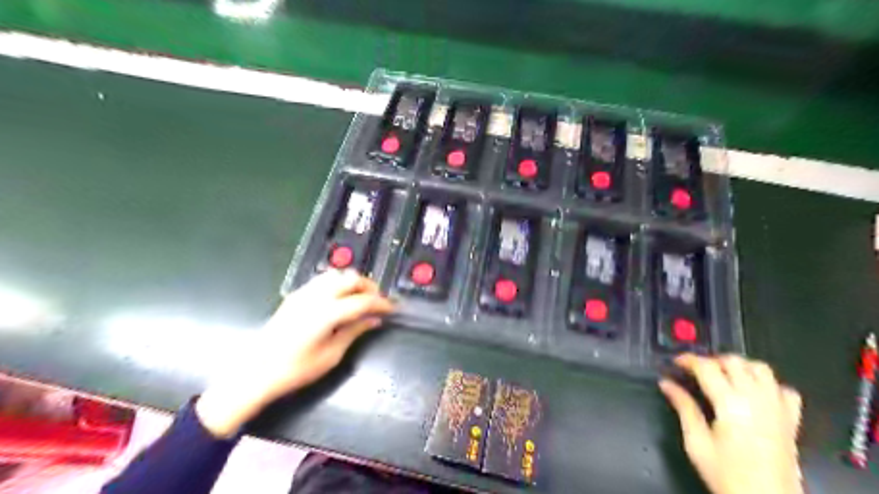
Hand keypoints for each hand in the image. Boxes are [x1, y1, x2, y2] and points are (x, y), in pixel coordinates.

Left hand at [199, 272, 395, 437]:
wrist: (255, 372)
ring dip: (353, 282)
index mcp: (327, 313)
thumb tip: (375, 320)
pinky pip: (323, 279)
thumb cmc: (295, 370)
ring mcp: (304, 293)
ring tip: (361, 298)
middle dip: (370, 287)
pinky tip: (341, 298)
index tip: (393, 308)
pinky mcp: (296, 295)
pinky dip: (338, 283)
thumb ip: (354, 332)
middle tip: (378, 302)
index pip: (363, 300)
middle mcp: (316, 296)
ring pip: (337, 274)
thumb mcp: (331, 355)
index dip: (382, 303)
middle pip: (351, 279)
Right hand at [660, 354, 801, 493]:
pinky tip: (754, 393)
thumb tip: (666, 384)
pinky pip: (784, 389)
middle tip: (696, 372)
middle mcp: (757, 399)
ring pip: (760, 368)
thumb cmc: (727, 475)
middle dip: (711, 360)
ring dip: (739, 366)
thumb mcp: (696, 443)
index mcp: (730, 403)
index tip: (675, 363)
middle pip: (734, 361)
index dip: (688, 360)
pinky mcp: (791, 420)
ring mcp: (778, 408)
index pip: (706, 366)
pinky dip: (768, 384)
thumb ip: (683, 408)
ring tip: (723, 376)